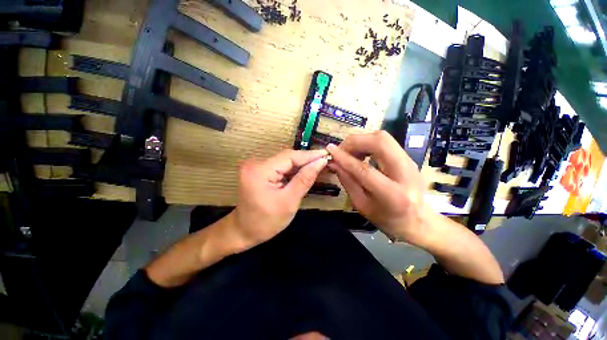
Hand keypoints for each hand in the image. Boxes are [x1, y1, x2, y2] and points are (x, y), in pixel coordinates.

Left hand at [229, 149, 328, 250]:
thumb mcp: (289, 202)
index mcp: (260, 170)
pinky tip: (304, 172)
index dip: (310, 155)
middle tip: (325, 160)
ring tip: (318, 165)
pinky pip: (280, 167)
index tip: (327, 154)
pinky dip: (293, 170)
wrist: (244, 232)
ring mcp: (256, 166)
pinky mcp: (259, 171)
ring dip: (301, 165)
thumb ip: (305, 179)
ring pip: (284, 161)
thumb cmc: (266, 222)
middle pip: (286, 157)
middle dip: (306, 160)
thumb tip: (320, 162)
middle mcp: (255, 163)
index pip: (289, 156)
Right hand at [326, 131, 429, 242]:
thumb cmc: (387, 219)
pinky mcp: (408, 157)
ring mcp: (410, 162)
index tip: (330, 150)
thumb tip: (334, 163)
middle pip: (380, 142)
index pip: (364, 169)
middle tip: (342, 151)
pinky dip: (368, 143)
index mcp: (393, 194)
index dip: (344, 157)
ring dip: (361, 141)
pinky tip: (361, 154)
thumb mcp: (362, 205)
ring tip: (350, 153)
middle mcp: (405, 173)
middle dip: (355, 141)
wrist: (418, 220)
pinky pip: (385, 142)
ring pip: (383, 137)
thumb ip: (347, 182)